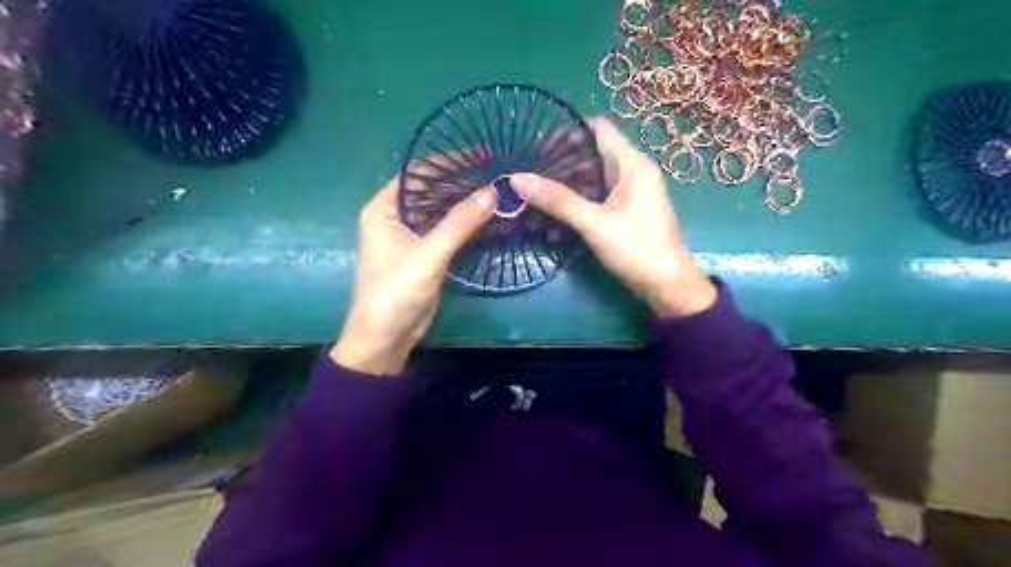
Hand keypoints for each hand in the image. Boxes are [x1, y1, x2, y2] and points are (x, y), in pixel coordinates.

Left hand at [331, 179, 496, 376]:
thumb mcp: (428, 255)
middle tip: (496, 171)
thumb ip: (459, 223)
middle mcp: (395, 216)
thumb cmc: (395, 292)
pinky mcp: (425, 253)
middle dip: (460, 181)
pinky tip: (488, 216)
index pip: (417, 174)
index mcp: (384, 208)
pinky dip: (465, 223)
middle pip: (431, 190)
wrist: (386, 338)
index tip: (481, 155)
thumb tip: (493, 191)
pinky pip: (447, 230)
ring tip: (498, 188)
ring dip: (465, 202)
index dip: (448, 162)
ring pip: (441, 210)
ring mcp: (411, 235)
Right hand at [514, 117, 716, 318]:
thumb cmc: (636, 248)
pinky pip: (598, 195)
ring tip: (534, 186)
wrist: (667, 286)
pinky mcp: (627, 211)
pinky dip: (578, 198)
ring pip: (594, 176)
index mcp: (632, 164)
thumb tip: (517, 179)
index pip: (599, 128)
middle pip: (594, 152)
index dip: (569, 129)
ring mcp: (631, 193)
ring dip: (567, 180)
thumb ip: (558, 200)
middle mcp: (633, 172)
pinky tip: (555, 209)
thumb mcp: (594, 223)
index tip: (536, 139)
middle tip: (528, 166)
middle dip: (562, 158)